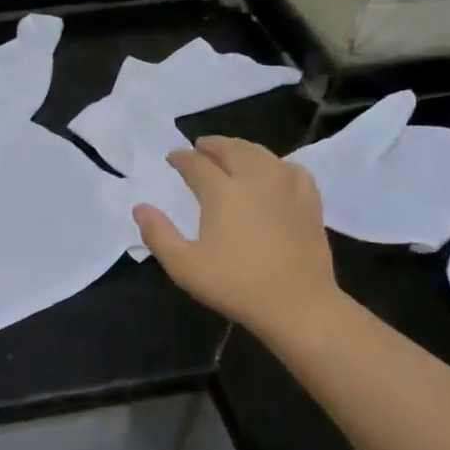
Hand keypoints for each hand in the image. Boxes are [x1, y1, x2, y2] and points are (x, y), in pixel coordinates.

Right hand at [133, 136, 345, 342]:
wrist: (297, 304)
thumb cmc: (235, 285)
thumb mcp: (184, 266)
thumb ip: (158, 234)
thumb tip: (140, 207)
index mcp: (221, 192)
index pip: (196, 163)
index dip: (181, 158)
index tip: (172, 158)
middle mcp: (254, 179)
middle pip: (231, 149)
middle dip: (212, 145)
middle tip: (199, 148)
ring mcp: (286, 188)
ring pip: (262, 154)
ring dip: (242, 149)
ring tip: (232, 153)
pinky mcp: (309, 202)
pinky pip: (292, 169)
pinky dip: (276, 164)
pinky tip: (273, 172)